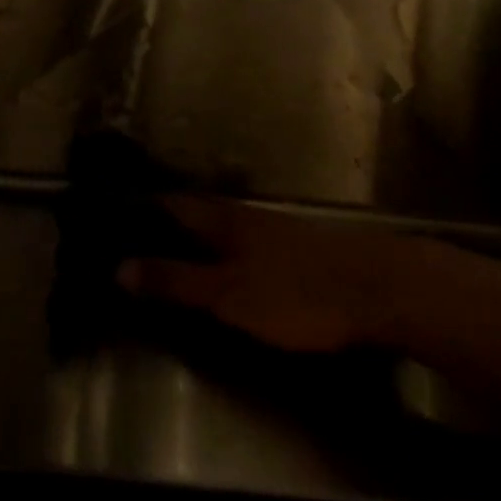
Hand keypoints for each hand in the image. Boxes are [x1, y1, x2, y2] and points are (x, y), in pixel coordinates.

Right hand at [117, 196, 418, 353]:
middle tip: (136, 239)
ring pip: (227, 227)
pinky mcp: (305, 250)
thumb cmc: (297, 294)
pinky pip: (253, 244)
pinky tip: (232, 267)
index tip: (115, 217)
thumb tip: (119, 267)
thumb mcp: (228, 295)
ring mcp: (281, 231)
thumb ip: (176, 281)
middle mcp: (250, 217)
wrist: (385, 291)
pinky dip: (230, 252)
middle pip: (200, 213)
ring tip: (175, 252)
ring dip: (200, 237)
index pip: (173, 205)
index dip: (144, 210)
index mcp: (225, 221)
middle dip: (169, 223)